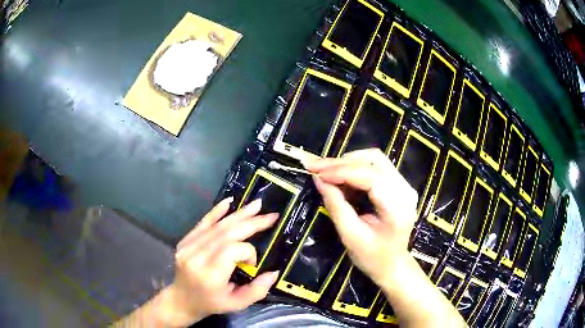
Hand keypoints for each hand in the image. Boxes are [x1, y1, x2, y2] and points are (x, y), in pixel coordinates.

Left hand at [165, 198, 279, 326]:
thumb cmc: (211, 303)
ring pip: (216, 226)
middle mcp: (196, 257)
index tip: (252, 264)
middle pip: (226, 233)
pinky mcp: (184, 241)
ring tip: (256, 205)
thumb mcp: (237, 304)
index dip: (248, 252)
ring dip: (238, 214)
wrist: (182, 299)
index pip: (232, 250)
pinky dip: (216, 212)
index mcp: (209, 275)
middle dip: (250, 222)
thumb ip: (257, 290)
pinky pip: (202, 223)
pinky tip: (229, 202)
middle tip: (271, 215)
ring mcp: (188, 247)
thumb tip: (274, 272)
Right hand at [305, 149, 417, 286]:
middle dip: (343, 162)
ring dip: (349, 162)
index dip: (342, 171)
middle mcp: (406, 191)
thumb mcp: (350, 235)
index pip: (371, 177)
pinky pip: (377, 166)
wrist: (392, 265)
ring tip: (327, 172)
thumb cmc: (371, 257)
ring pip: (375, 159)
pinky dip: (356, 167)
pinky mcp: (400, 185)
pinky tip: (341, 177)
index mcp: (398, 208)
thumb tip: (318, 179)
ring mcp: (405, 186)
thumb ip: (335, 205)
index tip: (317, 172)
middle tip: (317, 168)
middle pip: (374, 160)